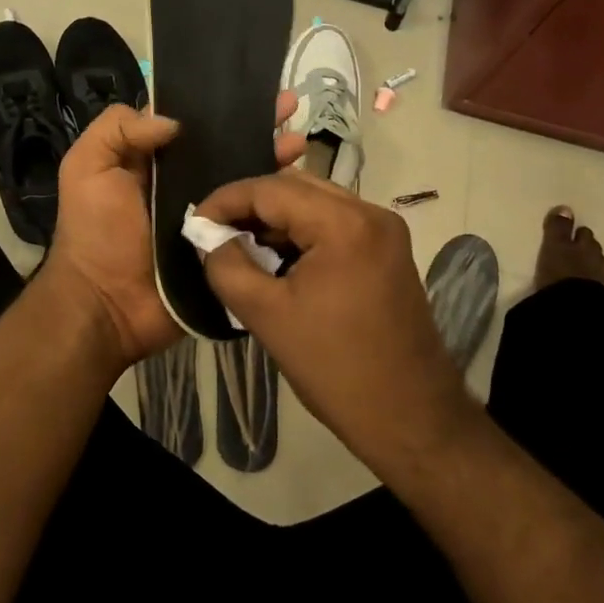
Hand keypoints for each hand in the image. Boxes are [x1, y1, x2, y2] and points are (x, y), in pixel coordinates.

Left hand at [40, 96, 305, 375]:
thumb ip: (118, 129)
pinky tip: (302, 185)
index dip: (218, 104)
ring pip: (247, 180)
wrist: (108, 306)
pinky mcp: (228, 244)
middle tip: (290, 106)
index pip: (191, 124)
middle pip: (227, 147)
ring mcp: (211, 215)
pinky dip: (277, 202)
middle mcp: (186, 183)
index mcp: (154, 162)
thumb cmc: (95, 232)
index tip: (248, 88)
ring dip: (274, 158)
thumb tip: (175, 121)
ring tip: (300, 142)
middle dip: (258, 125)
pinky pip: (256, 219)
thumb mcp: (87, 168)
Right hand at [193, 173, 476, 474]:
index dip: (225, 200)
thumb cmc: (334, 367)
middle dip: (250, 206)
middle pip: (295, 187)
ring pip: (315, 202)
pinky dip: (302, 233)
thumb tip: (207, 236)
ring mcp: (384, 230)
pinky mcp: (388, 250)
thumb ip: (226, 266)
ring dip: (276, 220)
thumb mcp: (266, 316)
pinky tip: (277, 259)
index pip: (270, 189)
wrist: (409, 415)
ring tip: (240, 247)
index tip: (194, 223)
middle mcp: (370, 212)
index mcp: (343, 223)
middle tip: (214, 233)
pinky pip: (334, 223)